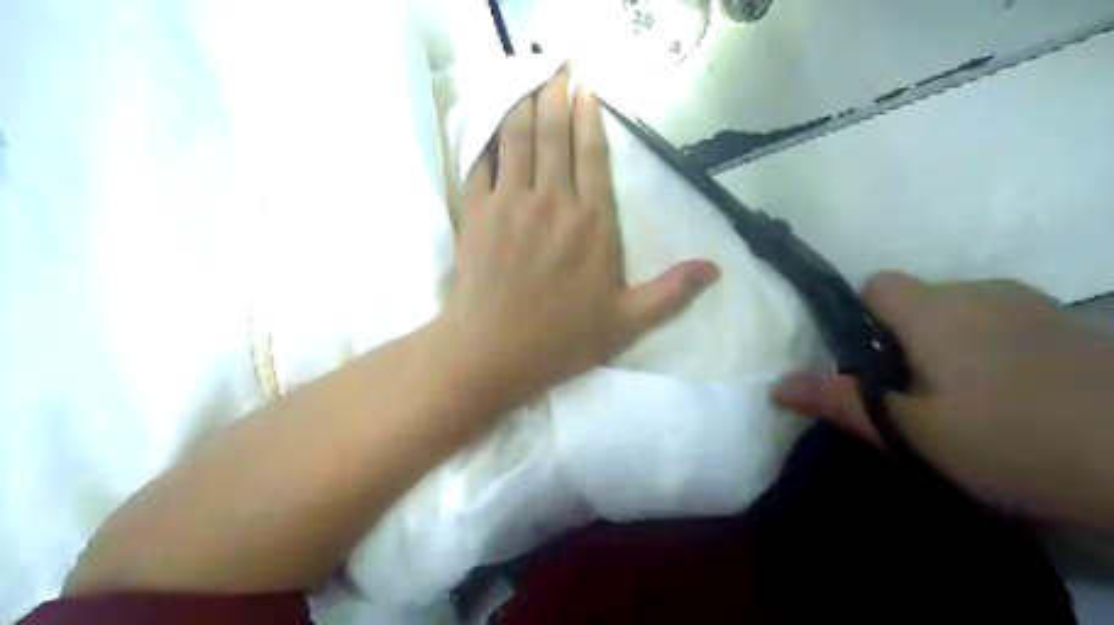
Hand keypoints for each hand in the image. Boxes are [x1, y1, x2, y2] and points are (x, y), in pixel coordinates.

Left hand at [440, 69, 717, 409]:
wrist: (494, 351)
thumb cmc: (562, 339)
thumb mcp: (627, 321)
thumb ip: (671, 292)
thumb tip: (715, 269)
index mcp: (593, 224)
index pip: (592, 155)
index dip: (589, 117)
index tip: (586, 89)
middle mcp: (553, 202)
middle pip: (554, 135)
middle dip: (555, 96)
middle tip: (556, 71)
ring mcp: (511, 203)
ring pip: (518, 138)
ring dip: (523, 105)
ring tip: (528, 83)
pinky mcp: (477, 212)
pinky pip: (481, 162)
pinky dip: (487, 138)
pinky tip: (491, 124)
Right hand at [777, 272, 1113, 528]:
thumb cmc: (1013, 440)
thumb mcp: (911, 431)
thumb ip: (839, 401)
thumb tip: (774, 384)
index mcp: (934, 309)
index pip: (875, 285)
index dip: (859, 317)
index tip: (866, 364)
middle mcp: (979, 292)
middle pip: (918, 301)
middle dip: (902, 340)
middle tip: (909, 397)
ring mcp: (1032, 306)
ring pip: (962, 313)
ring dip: (947, 346)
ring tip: (962, 404)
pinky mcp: (1072, 327)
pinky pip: (1004, 325)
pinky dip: (992, 350)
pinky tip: (1014, 399)